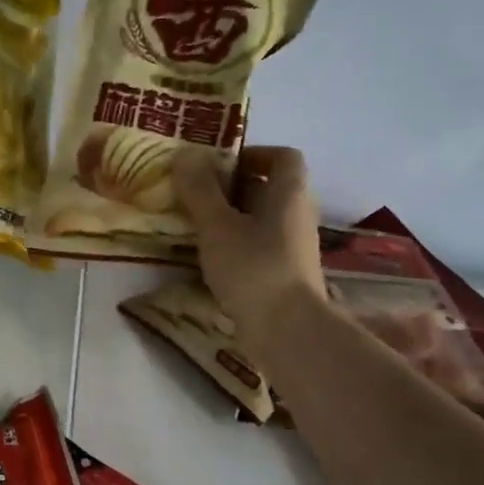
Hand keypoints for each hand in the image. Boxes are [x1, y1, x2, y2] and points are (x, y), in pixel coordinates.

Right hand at [173, 146, 326, 353]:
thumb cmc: (253, 267)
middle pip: (268, 186)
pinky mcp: (285, 273)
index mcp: (289, 192)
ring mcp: (294, 246)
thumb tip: (185, 154)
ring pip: (261, 218)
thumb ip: (199, 189)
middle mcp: (297, 214)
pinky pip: (259, 245)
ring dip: (230, 216)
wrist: (287, 331)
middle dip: (231, 186)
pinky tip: (209, 256)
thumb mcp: (217, 225)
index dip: (252, 153)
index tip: (218, 164)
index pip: (283, 156)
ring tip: (194, 223)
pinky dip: (236, 243)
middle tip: (194, 191)